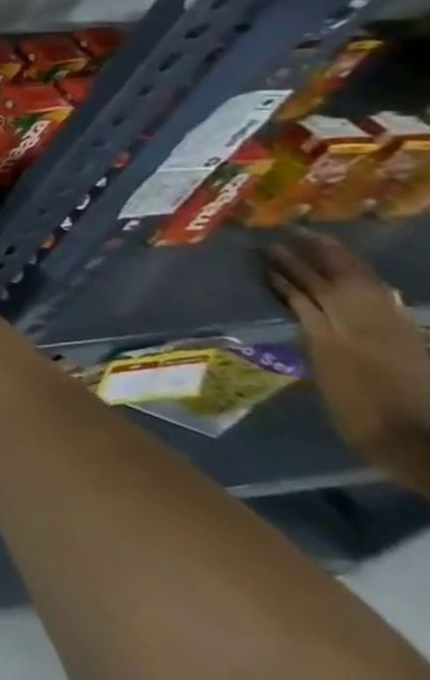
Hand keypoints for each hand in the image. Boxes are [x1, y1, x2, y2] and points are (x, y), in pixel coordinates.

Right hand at [268, 230, 429, 485]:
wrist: (426, 445)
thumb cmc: (366, 422)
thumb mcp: (330, 385)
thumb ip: (318, 349)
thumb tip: (303, 324)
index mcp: (332, 338)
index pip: (304, 294)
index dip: (286, 272)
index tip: (265, 252)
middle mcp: (359, 327)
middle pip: (333, 284)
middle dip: (311, 258)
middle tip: (289, 234)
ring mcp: (388, 332)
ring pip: (359, 288)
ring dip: (337, 264)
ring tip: (316, 242)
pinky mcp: (408, 339)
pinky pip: (380, 301)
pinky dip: (365, 285)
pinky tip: (358, 279)